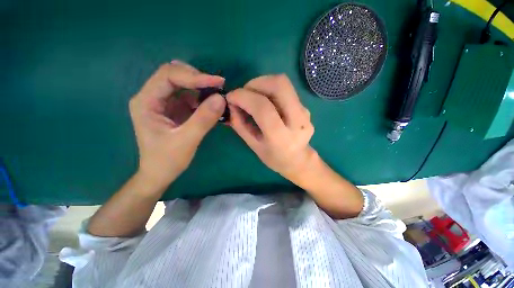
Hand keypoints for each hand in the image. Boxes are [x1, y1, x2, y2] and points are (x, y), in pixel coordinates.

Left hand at [129, 60, 225, 190]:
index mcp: (146, 102)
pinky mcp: (173, 109)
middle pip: (174, 75)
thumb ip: (203, 119)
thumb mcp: (186, 141)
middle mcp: (152, 97)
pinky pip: (188, 96)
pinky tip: (212, 104)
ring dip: (201, 86)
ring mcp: (163, 103)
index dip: (194, 76)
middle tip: (218, 86)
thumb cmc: (167, 160)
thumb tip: (221, 98)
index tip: (218, 82)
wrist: (160, 174)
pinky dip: (202, 97)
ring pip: (182, 84)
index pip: (169, 76)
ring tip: (217, 94)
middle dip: (197, 78)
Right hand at [226, 75, 315, 181]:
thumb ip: (240, 125)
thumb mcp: (253, 145)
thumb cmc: (273, 157)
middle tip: (245, 92)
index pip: (263, 107)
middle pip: (279, 85)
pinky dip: (271, 90)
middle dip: (256, 83)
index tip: (231, 97)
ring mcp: (304, 112)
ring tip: (253, 96)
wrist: (298, 160)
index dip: (243, 97)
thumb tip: (231, 104)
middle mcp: (297, 122)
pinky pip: (286, 90)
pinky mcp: (306, 107)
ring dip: (263, 84)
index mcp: (281, 137)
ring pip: (284, 83)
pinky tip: (266, 102)